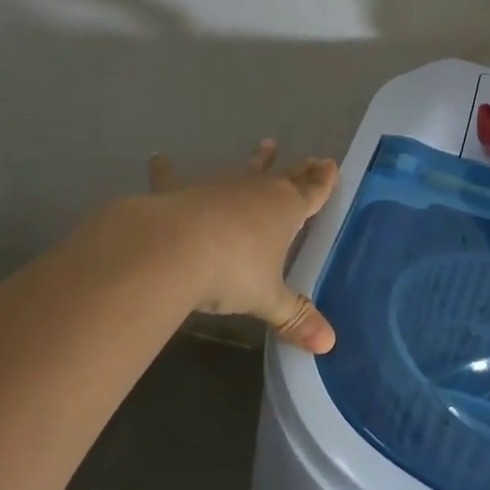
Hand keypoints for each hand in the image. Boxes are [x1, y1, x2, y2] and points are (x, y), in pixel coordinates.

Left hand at [145, 141, 338, 353]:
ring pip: (243, 169)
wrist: (172, 248)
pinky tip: (159, 157)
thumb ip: (295, 317)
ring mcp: (218, 186)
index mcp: (285, 210)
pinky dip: (167, 169)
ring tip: (267, 145)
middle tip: (311, 158)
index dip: (323, 181)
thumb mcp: (267, 299)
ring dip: (256, 160)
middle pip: (285, 177)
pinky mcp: (181, 191)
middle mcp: (256, 191)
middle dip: (299, 170)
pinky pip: (175, 176)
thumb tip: (329, 344)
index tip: (331, 165)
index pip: (312, 192)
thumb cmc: (231, 271)